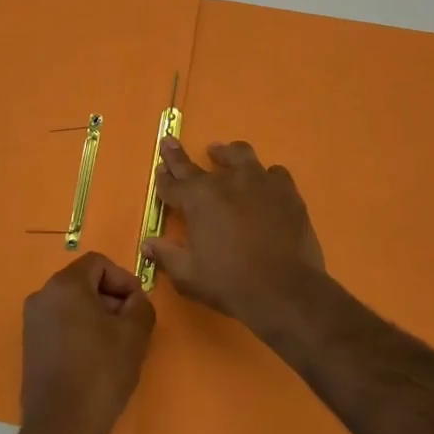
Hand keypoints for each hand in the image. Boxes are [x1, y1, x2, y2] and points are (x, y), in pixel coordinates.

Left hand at [20, 253, 154, 433]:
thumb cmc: (100, 373)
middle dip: (111, 298)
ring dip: (98, 316)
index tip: (138, 305)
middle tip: (132, 326)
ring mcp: (32, 321)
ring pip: (73, 304)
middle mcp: (42, 296)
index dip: (124, 280)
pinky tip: (96, 359)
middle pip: (84, 282)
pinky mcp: (31, 346)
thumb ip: (141, 305)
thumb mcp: (134, 335)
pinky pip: (61, 324)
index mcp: (65, 285)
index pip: (98, 263)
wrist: (61, 428)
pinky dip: (81, 331)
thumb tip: (134, 300)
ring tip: (117, 346)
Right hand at [140, 138, 326, 329]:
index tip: (160, 168)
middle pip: (195, 164)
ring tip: (221, 153)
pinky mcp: (286, 190)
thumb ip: (166, 255)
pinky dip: (266, 176)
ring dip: (226, 154)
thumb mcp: (188, 275)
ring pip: (239, 154)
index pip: (172, 183)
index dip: (163, 177)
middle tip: (171, 143)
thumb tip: (147, 244)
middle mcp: (225, 181)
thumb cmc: (230, 283)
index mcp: (197, 199)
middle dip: (178, 156)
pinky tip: (265, 185)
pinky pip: (274, 173)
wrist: (285, 290)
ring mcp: (259, 181)